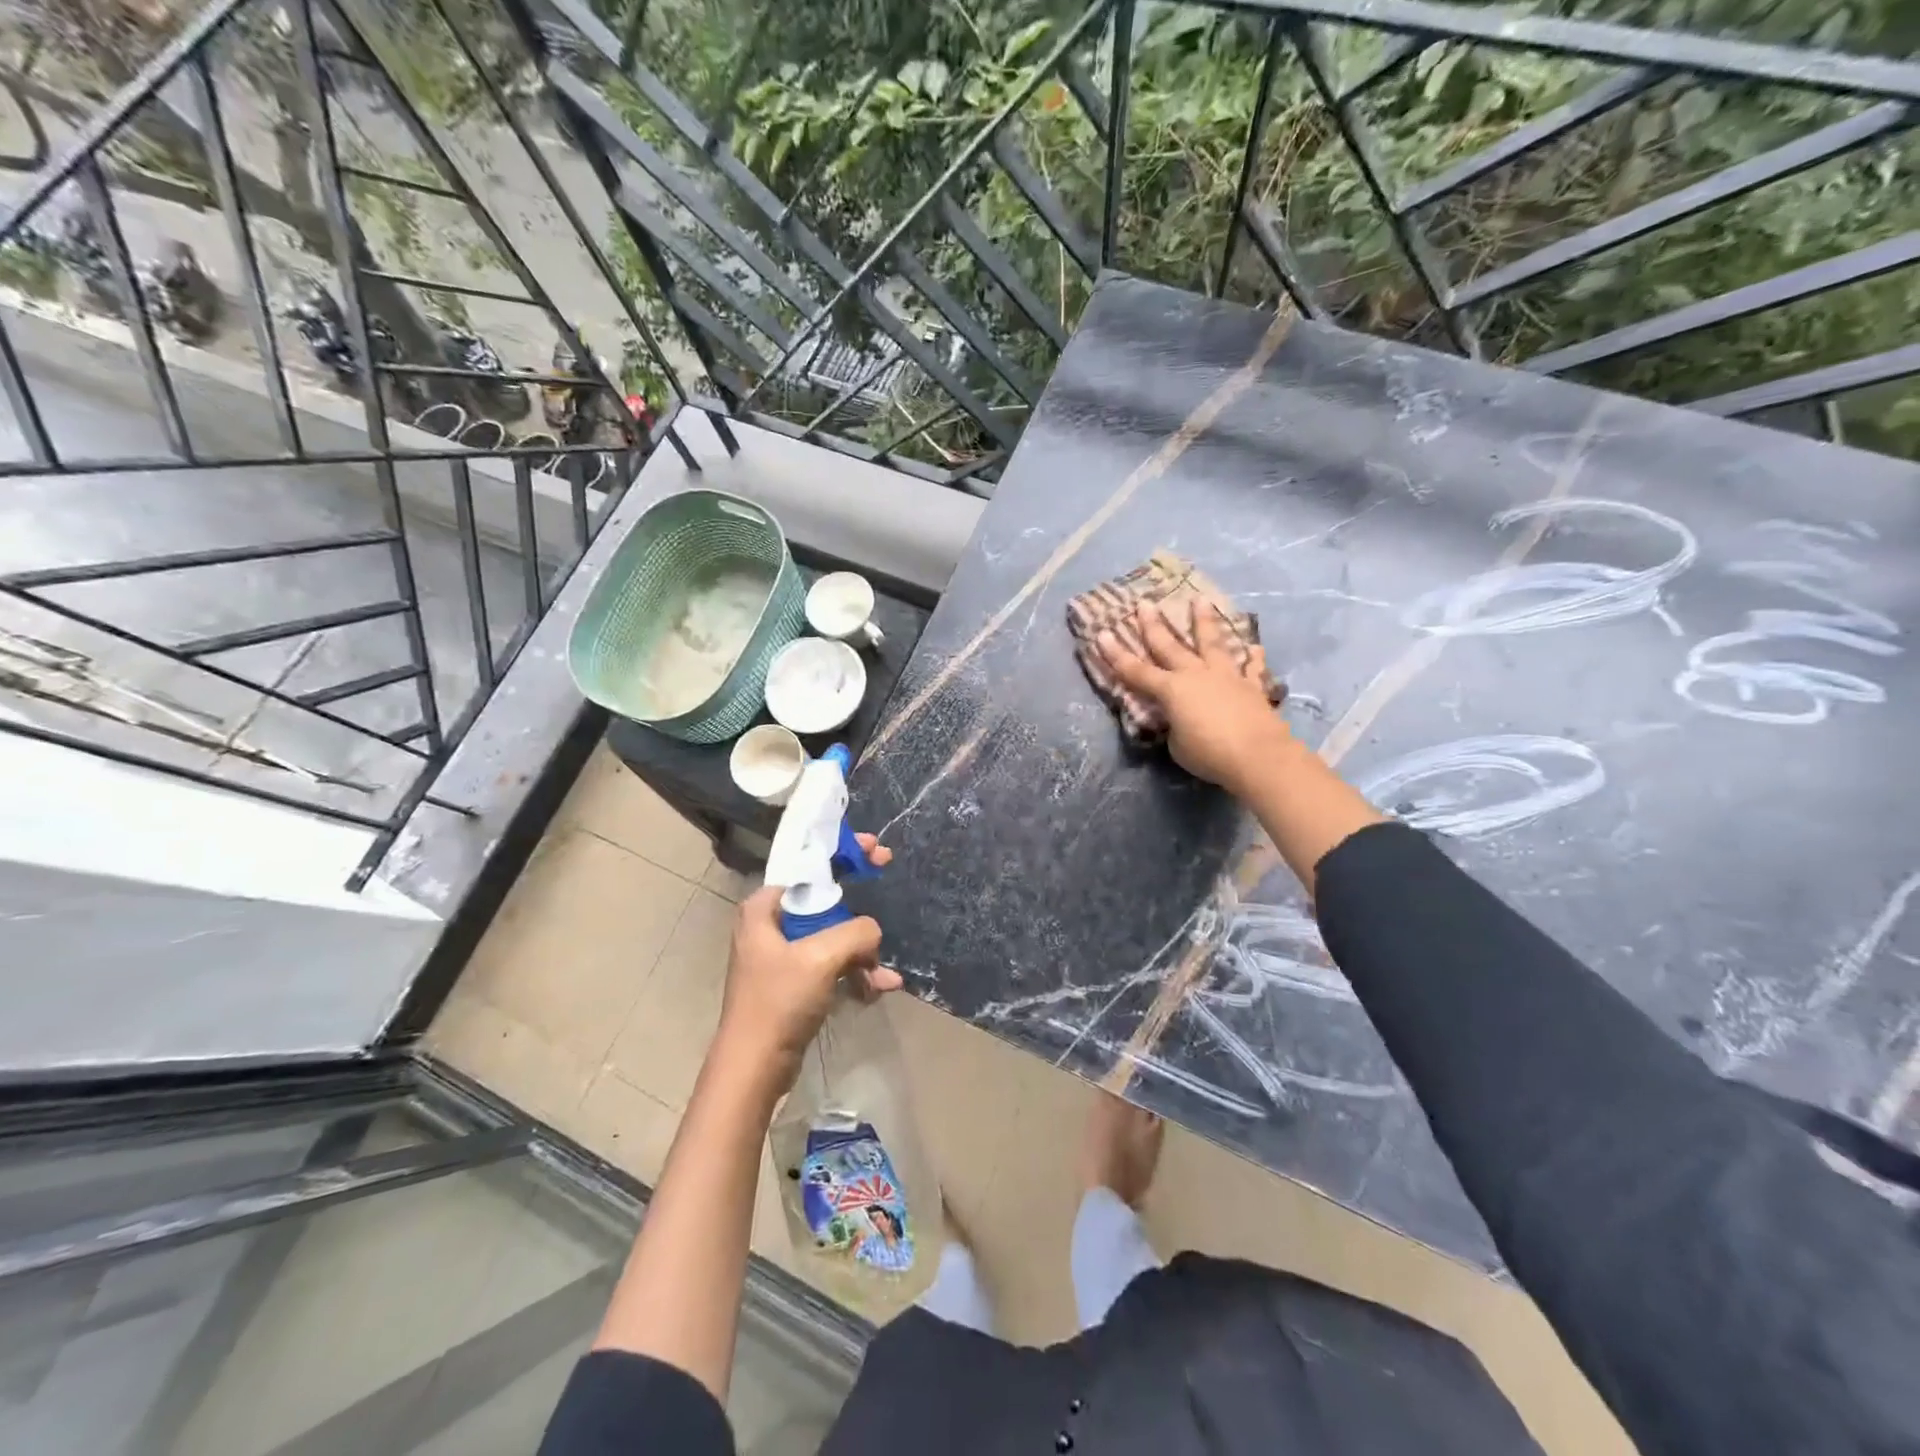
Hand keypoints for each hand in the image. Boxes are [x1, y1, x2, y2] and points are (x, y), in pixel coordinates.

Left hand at [714, 836, 898, 1090]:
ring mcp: (783, 955)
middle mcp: (770, 925)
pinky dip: (856, 973)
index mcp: (764, 908)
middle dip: (859, 905)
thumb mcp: (821, 957)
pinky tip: (879, 989)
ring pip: (834, 936)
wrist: (755, 1068)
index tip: (872, 849)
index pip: (808, 867)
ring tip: (883, 974)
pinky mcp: (796, 983)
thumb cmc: (779, 1002)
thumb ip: (856, 932)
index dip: (841, 853)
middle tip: (887, 875)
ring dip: (863, 952)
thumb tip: (873, 932)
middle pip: (825, 899)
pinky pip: (833, 965)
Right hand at [1097, 600, 1290, 793]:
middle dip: (1154, 625)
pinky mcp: (1252, 687)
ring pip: (1213, 643)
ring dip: (1205, 622)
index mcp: (1172, 691)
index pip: (1136, 671)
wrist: (1258, 756)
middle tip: (1145, 603)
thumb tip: (1181, 720)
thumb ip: (1175, 726)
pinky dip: (1253, 658)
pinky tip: (1255, 647)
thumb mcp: (1177, 745)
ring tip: (1201, 600)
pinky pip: (1251, 669)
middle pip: (1170, 647)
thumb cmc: (1209, 754)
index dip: (1117, 655)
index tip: (1103, 634)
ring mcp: (1226, 677)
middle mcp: (1196, 675)